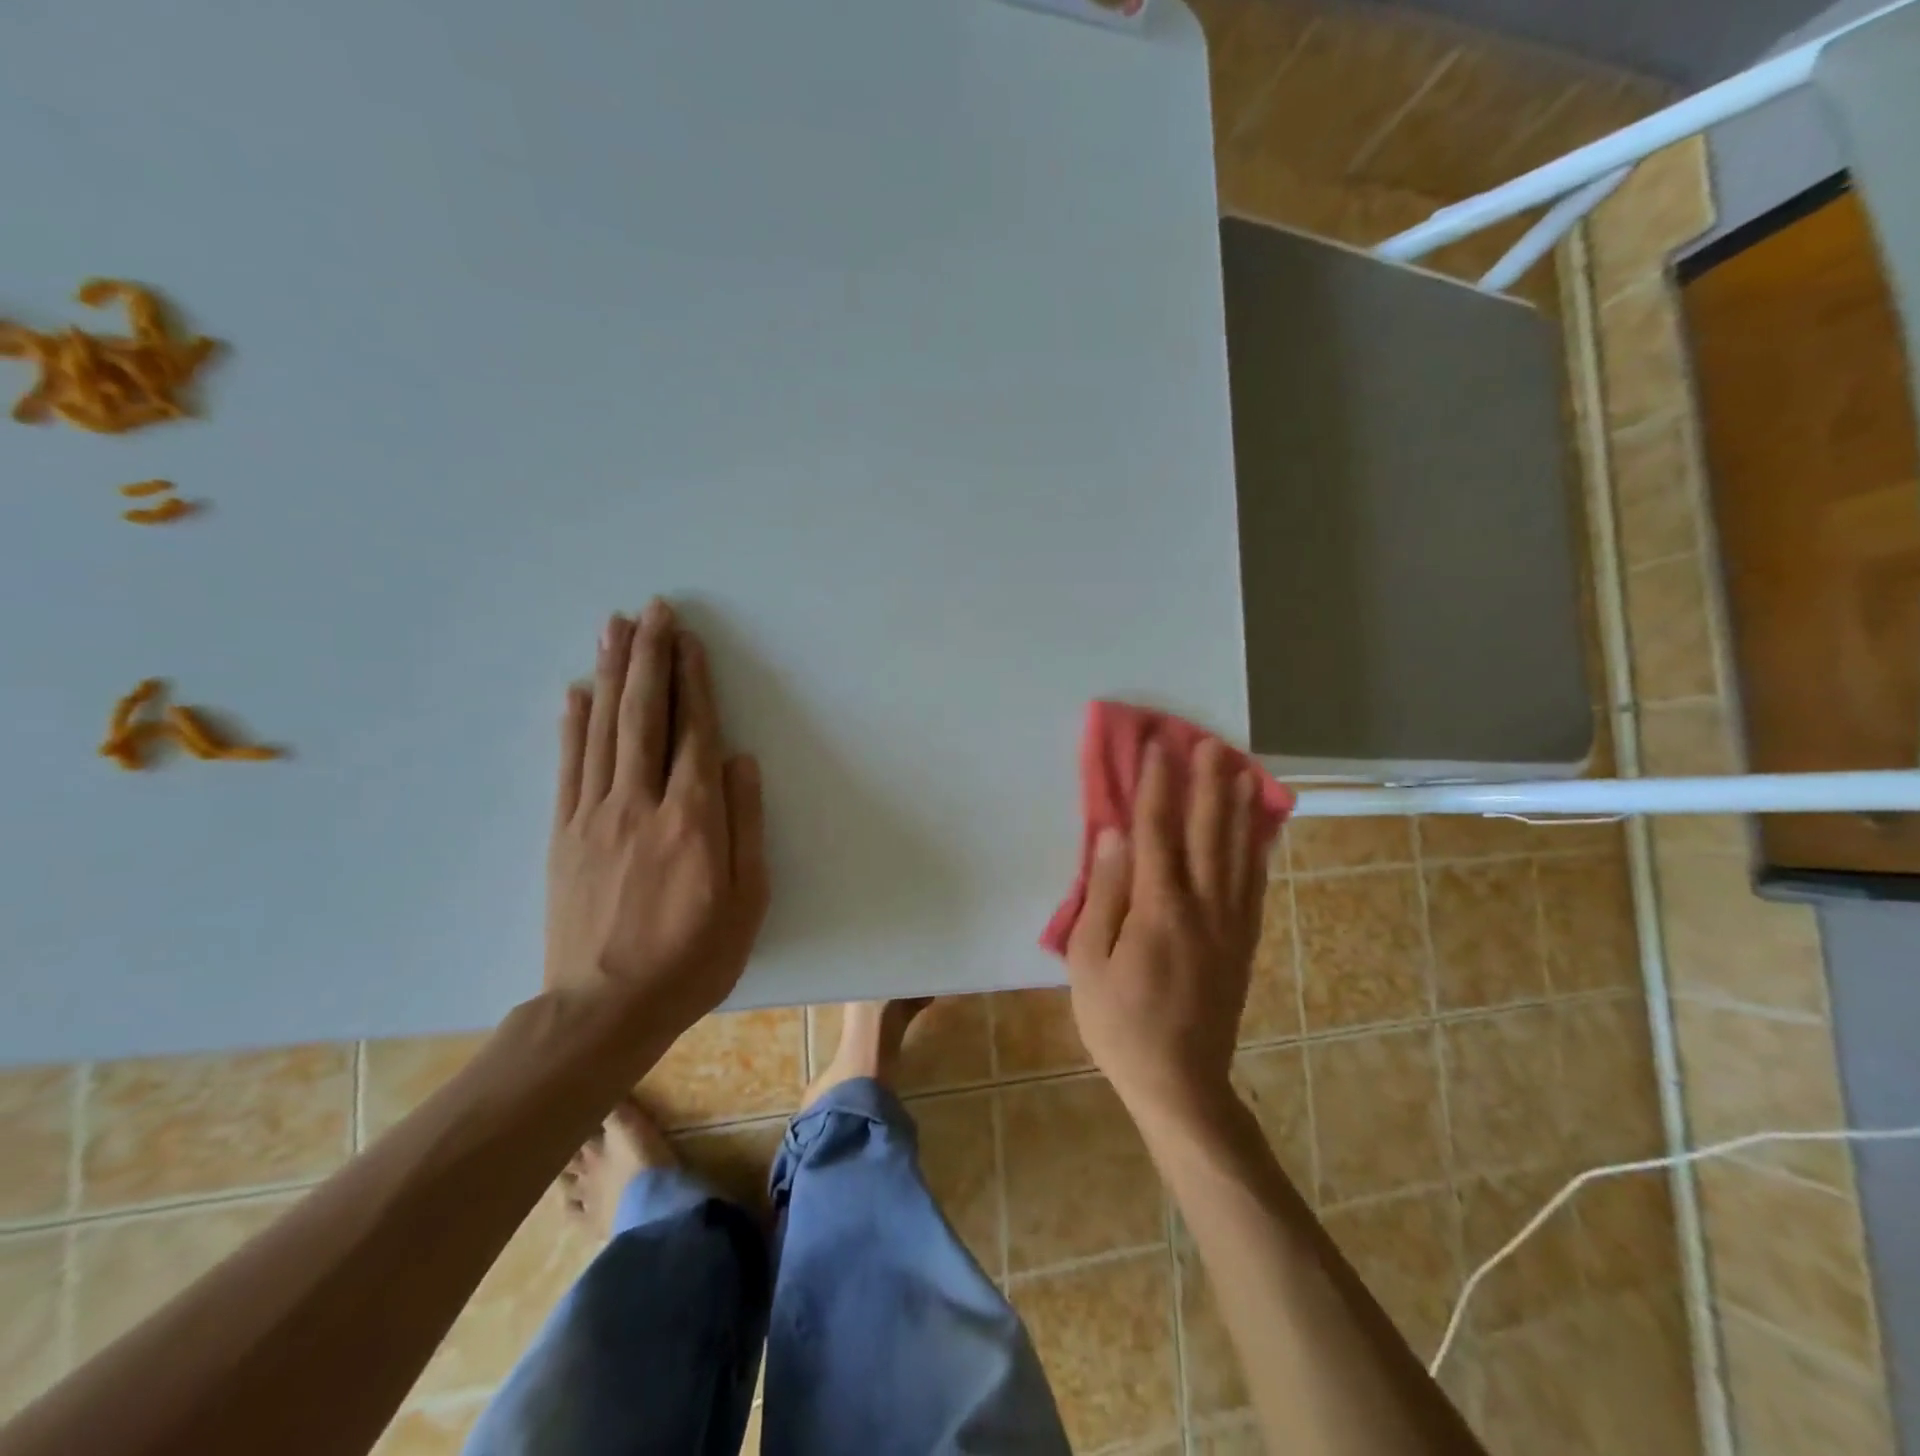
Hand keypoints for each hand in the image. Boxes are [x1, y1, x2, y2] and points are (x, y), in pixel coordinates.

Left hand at [545, 600, 769, 1034]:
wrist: (603, 1009)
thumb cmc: (692, 958)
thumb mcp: (746, 901)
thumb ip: (746, 826)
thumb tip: (742, 762)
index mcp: (692, 819)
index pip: (695, 733)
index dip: (694, 683)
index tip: (690, 641)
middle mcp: (640, 803)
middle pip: (645, 716)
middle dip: (650, 658)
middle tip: (652, 610)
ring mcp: (594, 816)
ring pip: (604, 730)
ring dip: (611, 674)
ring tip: (615, 628)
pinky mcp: (563, 834)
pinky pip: (568, 766)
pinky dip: (573, 724)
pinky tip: (576, 692)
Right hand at [1065, 738, 1265, 1125]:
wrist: (1180, 1081)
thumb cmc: (1119, 1022)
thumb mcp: (1088, 961)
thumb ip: (1103, 894)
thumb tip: (1113, 836)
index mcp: (1159, 908)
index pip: (1158, 831)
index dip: (1158, 785)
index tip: (1158, 747)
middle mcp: (1203, 905)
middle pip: (1207, 831)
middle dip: (1207, 782)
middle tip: (1208, 742)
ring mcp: (1230, 923)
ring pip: (1238, 852)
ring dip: (1238, 806)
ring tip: (1239, 768)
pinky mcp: (1243, 940)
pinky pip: (1253, 883)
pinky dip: (1256, 848)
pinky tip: (1258, 828)